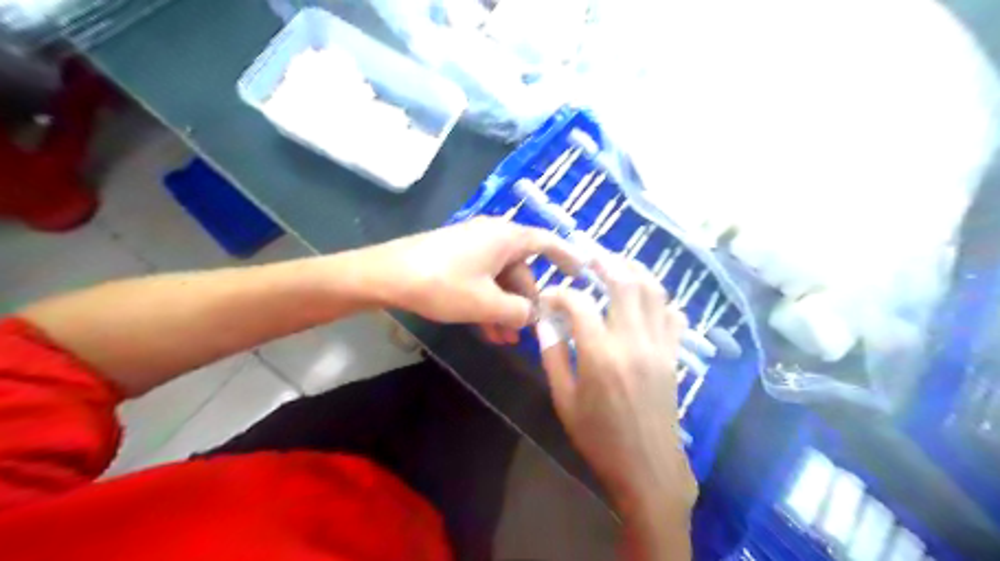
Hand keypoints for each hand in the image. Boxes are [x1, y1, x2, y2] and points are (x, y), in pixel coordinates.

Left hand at [365, 217, 577, 334]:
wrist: (385, 276)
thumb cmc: (442, 284)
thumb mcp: (486, 304)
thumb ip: (518, 312)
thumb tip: (533, 315)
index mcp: (506, 238)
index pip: (546, 242)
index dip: (566, 257)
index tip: (581, 273)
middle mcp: (492, 237)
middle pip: (521, 270)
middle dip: (525, 302)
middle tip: (526, 332)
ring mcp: (472, 248)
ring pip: (499, 280)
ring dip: (505, 309)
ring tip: (504, 339)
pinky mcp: (455, 259)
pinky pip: (481, 280)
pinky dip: (487, 303)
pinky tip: (486, 330)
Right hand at [539, 258, 697, 520]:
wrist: (648, 467)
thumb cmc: (599, 438)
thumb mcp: (565, 400)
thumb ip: (554, 356)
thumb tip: (545, 323)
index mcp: (600, 355)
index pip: (578, 303)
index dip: (559, 293)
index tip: (548, 297)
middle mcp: (633, 341)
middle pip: (624, 283)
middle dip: (605, 262)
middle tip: (589, 255)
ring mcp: (659, 346)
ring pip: (653, 292)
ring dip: (635, 271)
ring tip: (617, 263)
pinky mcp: (673, 355)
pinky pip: (672, 315)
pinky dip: (660, 299)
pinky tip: (645, 298)